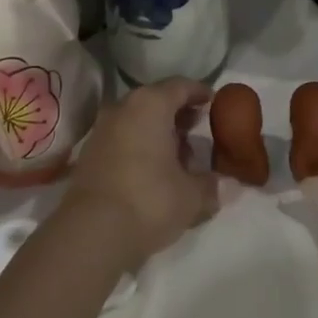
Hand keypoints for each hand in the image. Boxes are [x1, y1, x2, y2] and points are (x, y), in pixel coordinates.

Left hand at [59, 77, 217, 266]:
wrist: (91, 232)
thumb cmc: (149, 200)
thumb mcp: (191, 196)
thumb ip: (211, 185)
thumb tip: (228, 185)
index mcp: (151, 104)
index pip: (180, 86)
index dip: (199, 92)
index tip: (212, 101)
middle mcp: (124, 107)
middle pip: (156, 100)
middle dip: (178, 112)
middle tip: (197, 127)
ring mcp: (102, 128)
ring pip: (137, 119)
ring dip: (157, 130)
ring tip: (178, 153)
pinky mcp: (90, 152)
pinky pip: (122, 137)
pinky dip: (139, 144)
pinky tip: (152, 168)